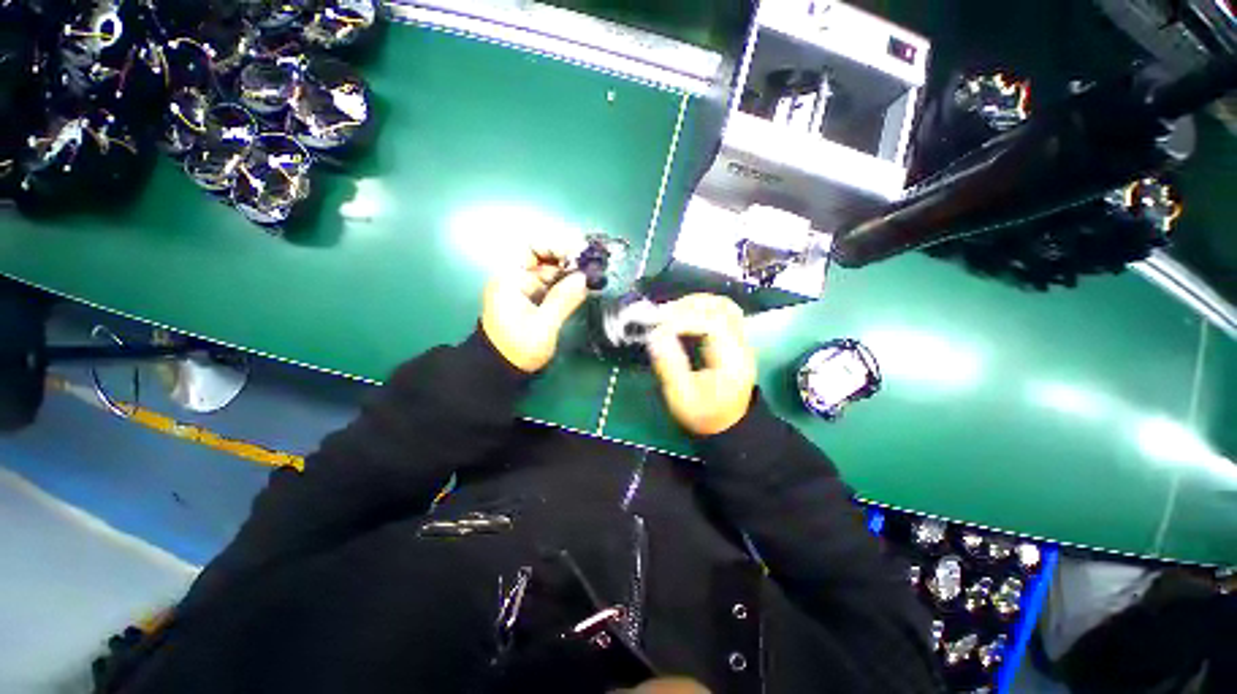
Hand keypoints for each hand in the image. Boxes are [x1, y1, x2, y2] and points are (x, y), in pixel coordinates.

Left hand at [481, 246, 588, 372]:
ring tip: (591, 273)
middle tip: (590, 263)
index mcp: (510, 279)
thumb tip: (583, 278)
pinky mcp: (530, 299)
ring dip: (569, 270)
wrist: (500, 369)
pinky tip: (581, 285)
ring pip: (548, 270)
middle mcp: (515, 278)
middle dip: (566, 257)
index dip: (555, 244)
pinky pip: (549, 284)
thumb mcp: (543, 325)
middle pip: (542, 256)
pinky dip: (565, 283)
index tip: (579, 251)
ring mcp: (522, 288)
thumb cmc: (518, 348)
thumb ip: (563, 299)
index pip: (531, 247)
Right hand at [648, 294, 756, 436]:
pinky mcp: (732, 340)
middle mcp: (740, 344)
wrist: (728, 426)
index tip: (658, 327)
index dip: (683, 319)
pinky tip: (682, 318)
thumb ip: (669, 366)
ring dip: (694, 304)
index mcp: (732, 359)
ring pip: (722, 306)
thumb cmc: (704, 414)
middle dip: (689, 306)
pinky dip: (699, 310)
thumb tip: (654, 336)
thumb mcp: (682, 397)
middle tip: (662, 315)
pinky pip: (719, 313)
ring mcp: (739, 340)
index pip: (712, 323)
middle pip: (722, 307)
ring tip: (670, 315)